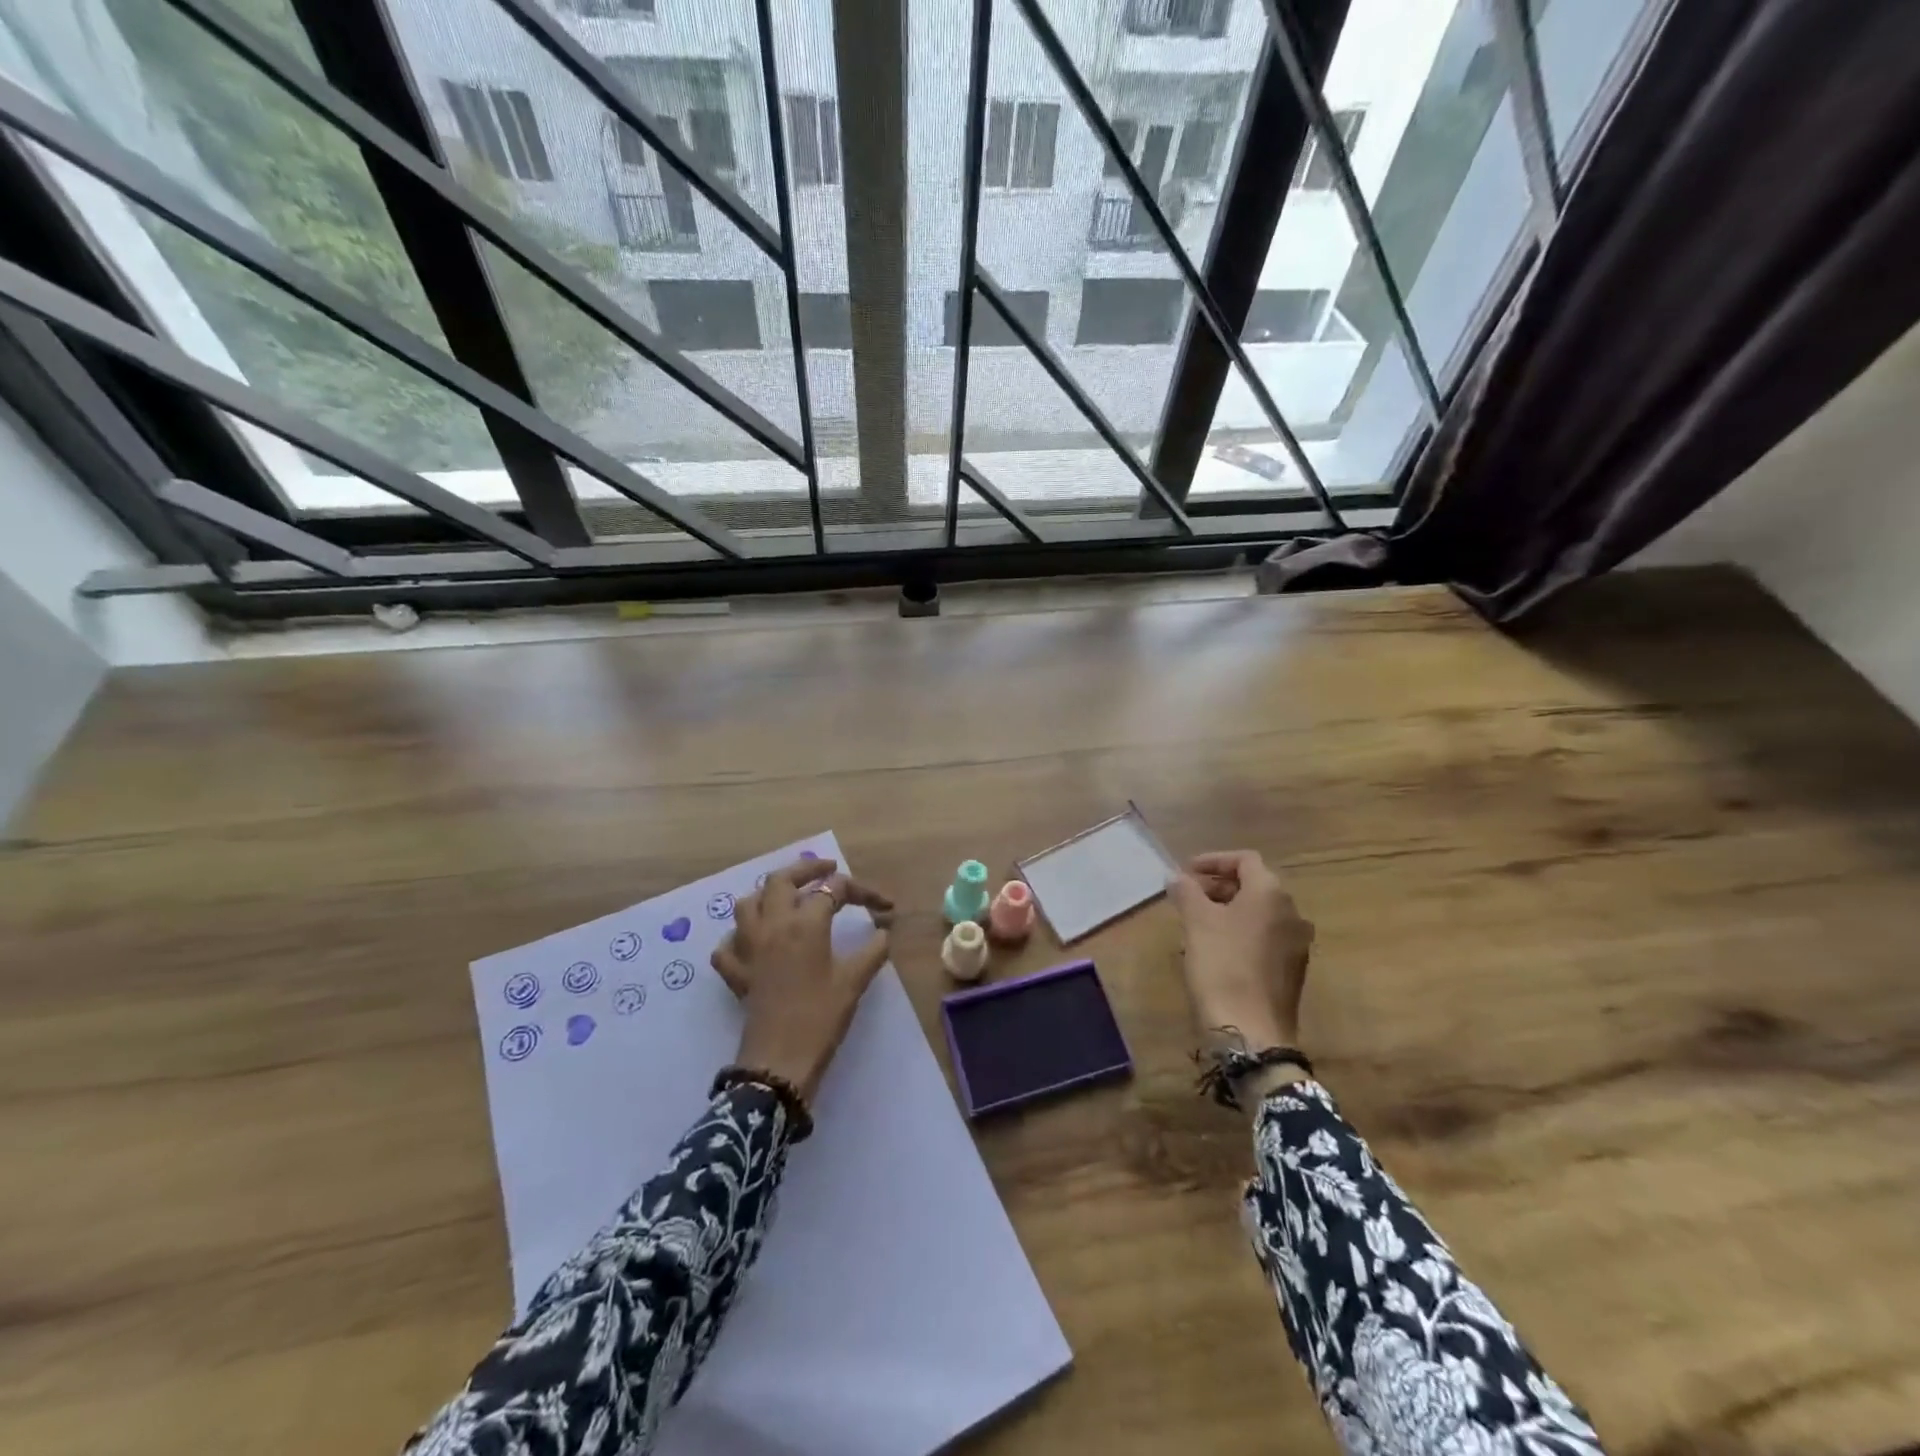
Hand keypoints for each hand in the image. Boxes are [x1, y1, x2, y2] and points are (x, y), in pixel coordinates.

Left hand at [710, 858, 893, 1102]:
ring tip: (789, 898)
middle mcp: (772, 925)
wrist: (779, 1062)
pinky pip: (729, 944)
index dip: (863, 892)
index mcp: (805, 923)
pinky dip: (740, 936)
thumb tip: (883, 932)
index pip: (834, 889)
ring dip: (769, 894)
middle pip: (782, 880)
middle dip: (807, 869)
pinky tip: (755, 942)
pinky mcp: (736, 973)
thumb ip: (873, 951)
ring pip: (749, 903)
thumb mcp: (854, 982)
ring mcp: (748, 948)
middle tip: (828, 870)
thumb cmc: (820, 1018)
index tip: (885, 906)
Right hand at [1169, 850, 1313, 1047]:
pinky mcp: (1292, 969)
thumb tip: (1177, 876)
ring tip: (1197, 920)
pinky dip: (1241, 931)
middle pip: (1254, 884)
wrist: (1251, 1031)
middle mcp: (1292, 912)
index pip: (1245, 860)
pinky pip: (1265, 936)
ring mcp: (1296, 943)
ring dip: (1229, 908)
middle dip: (1219, 885)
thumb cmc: (1222, 965)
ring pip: (1260, 912)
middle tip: (1187, 895)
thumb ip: (1186, 891)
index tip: (1186, 871)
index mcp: (1271, 893)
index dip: (1213, 860)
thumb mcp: (1197, 922)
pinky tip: (1216, 947)